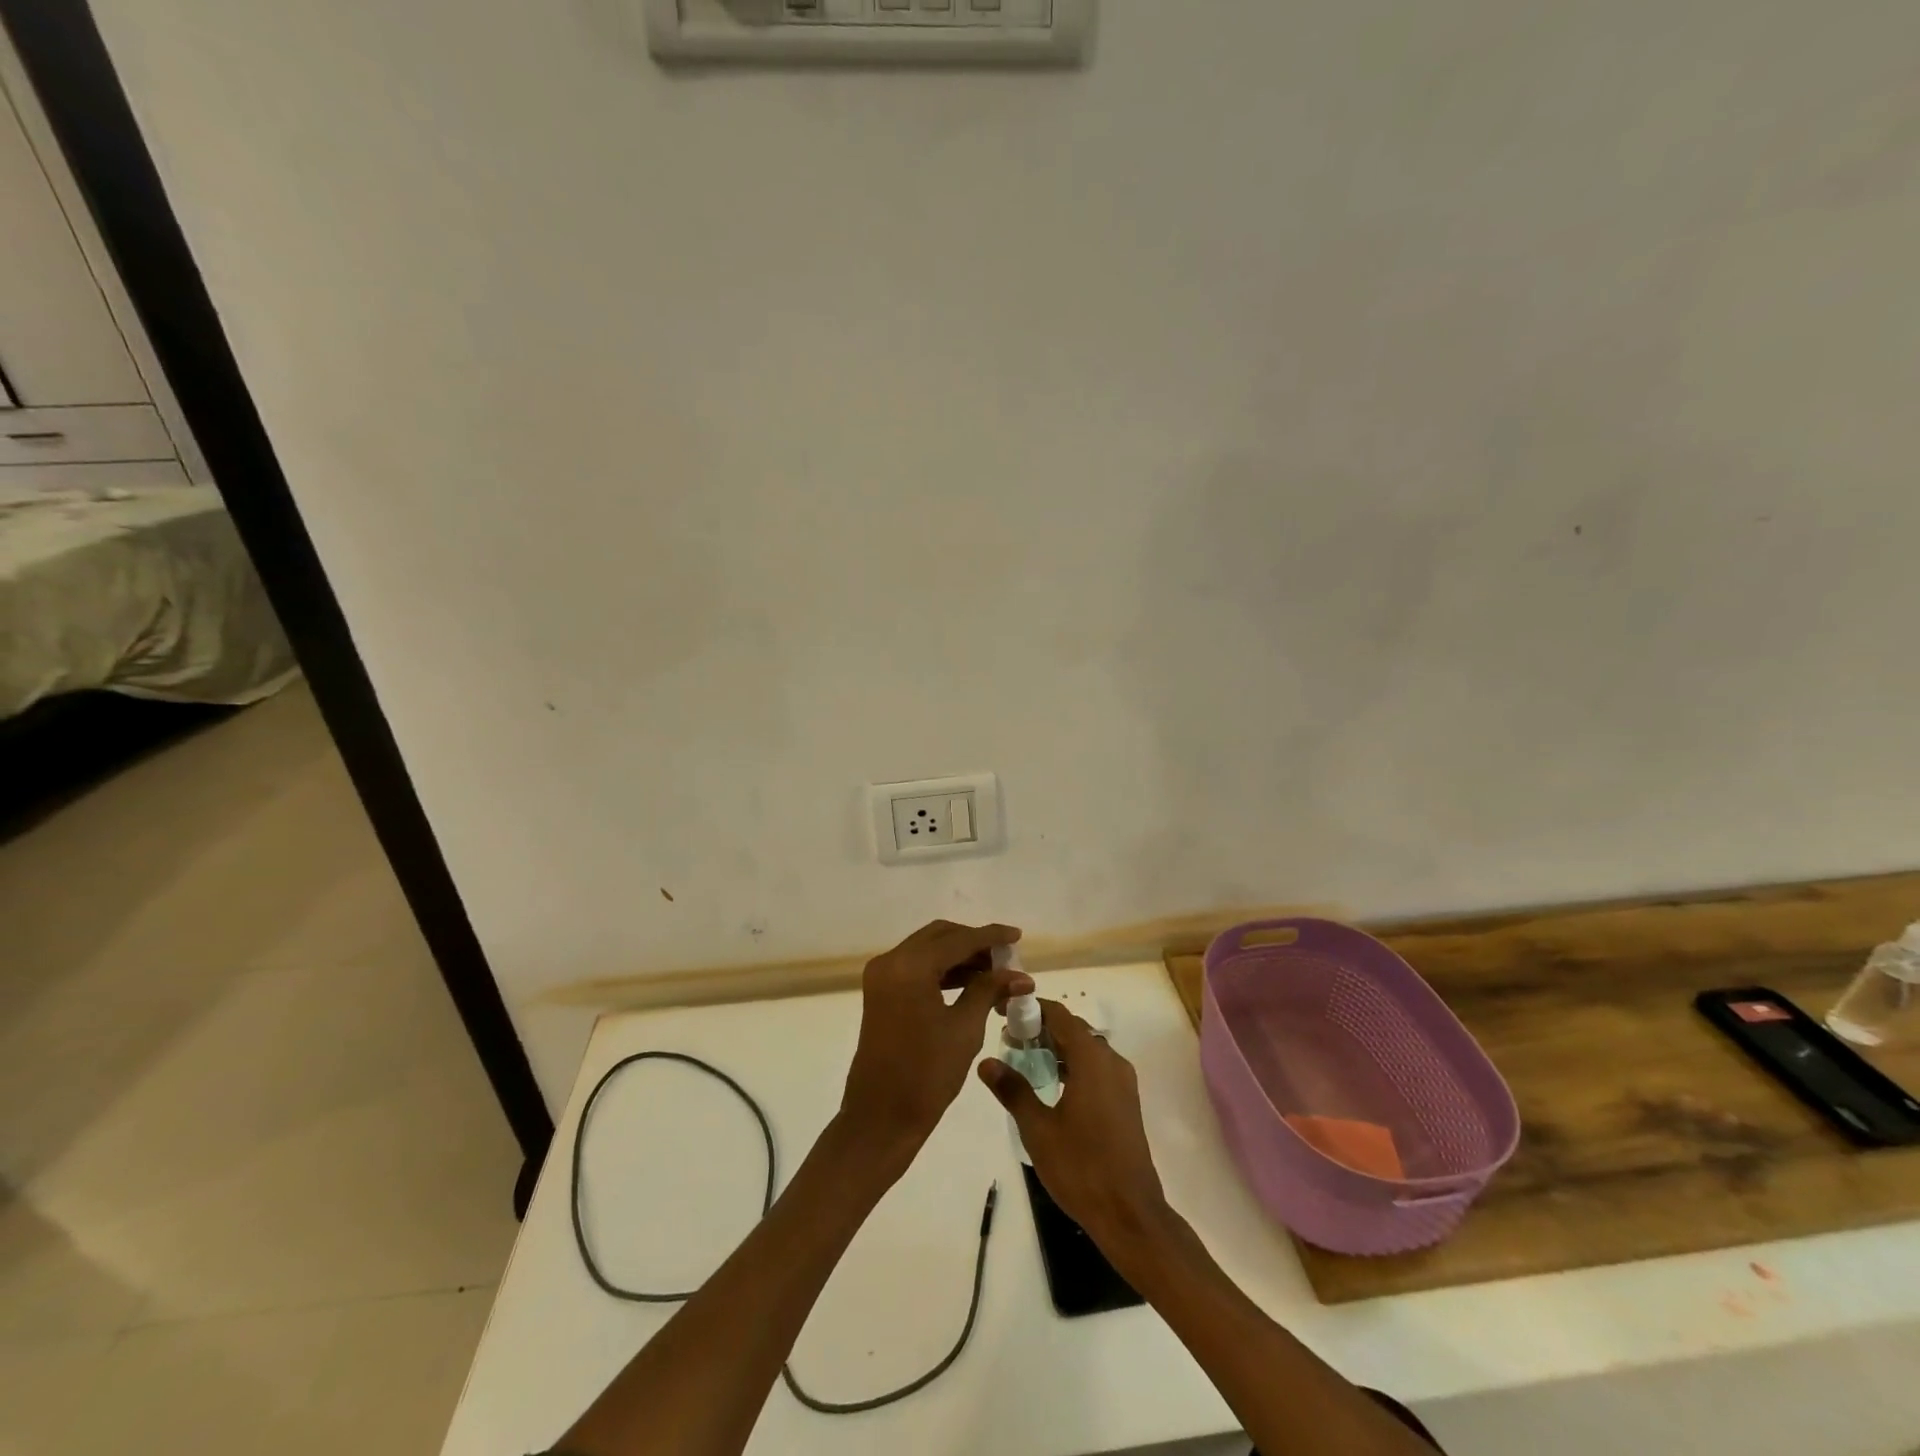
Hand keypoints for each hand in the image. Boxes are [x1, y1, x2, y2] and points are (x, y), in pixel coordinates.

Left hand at [840, 920, 1029, 1159]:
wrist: (882, 1117)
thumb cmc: (927, 1074)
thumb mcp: (965, 1028)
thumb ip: (989, 991)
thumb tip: (1020, 975)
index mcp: (910, 966)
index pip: (958, 940)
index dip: (991, 936)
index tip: (1018, 935)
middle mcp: (891, 961)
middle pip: (940, 936)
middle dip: (975, 943)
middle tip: (1006, 959)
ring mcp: (882, 976)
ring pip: (928, 950)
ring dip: (960, 956)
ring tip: (995, 973)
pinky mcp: (881, 992)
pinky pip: (917, 967)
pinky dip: (943, 970)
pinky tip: (971, 983)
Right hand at [978, 1000, 1170, 1248]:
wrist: (1130, 1214)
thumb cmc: (1081, 1167)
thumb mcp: (1038, 1129)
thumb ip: (1013, 1090)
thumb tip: (986, 1062)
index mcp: (1091, 1059)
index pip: (1058, 1015)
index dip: (1030, 1009)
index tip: (1003, 1012)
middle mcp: (1111, 1061)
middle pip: (1073, 1029)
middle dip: (1040, 1029)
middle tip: (1008, 1040)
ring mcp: (1122, 1081)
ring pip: (1085, 1049)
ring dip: (1056, 1048)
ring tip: (1023, 1061)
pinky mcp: (1125, 1101)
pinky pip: (1095, 1068)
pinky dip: (1072, 1065)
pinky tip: (1051, 1086)